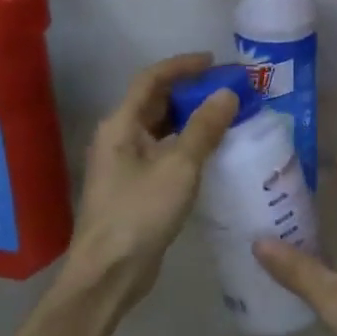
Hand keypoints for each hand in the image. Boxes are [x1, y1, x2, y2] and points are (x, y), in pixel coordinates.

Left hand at [65, 53, 236, 310]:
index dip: (183, 66)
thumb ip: (204, 128)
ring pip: (160, 129)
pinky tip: (211, 152)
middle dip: (190, 92)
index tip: (215, 61)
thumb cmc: (139, 213)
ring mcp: (124, 164)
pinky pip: (162, 152)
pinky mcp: (133, 187)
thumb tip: (227, 93)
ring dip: (190, 119)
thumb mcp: (178, 166)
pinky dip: (186, 144)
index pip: (151, 79)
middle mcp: (118, 137)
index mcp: (120, 124)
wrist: (109, 274)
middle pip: (155, 102)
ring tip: (226, 115)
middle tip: (227, 89)